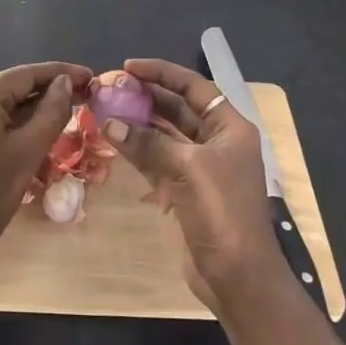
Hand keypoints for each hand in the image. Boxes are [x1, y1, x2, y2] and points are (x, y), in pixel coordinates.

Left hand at [0, 61, 92, 265]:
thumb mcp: (28, 151)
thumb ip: (51, 112)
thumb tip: (66, 82)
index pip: (24, 75)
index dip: (59, 72)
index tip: (89, 75)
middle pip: (13, 85)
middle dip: (49, 88)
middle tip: (85, 92)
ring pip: (3, 100)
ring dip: (34, 103)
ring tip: (70, 104)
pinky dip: (17, 117)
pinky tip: (41, 120)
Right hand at [101, 57, 290, 313]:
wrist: (238, 278)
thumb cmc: (223, 213)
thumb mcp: (187, 168)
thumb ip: (148, 142)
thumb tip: (109, 122)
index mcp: (230, 128)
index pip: (193, 86)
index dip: (162, 72)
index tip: (128, 67)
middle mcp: (217, 141)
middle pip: (178, 108)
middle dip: (146, 96)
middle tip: (111, 88)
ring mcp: (202, 167)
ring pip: (165, 134)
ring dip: (138, 122)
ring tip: (106, 109)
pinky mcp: (187, 190)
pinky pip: (159, 159)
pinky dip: (138, 150)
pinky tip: (114, 140)